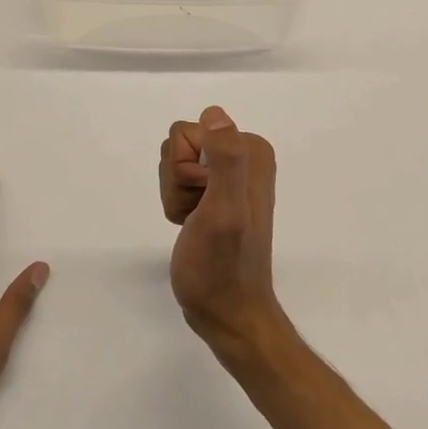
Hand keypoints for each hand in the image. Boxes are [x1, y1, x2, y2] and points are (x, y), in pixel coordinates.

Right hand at [159, 107, 283, 355]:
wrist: (227, 313)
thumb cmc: (223, 266)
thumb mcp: (224, 211)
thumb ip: (226, 160)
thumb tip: (215, 114)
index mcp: (252, 149)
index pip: (187, 131)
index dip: (184, 169)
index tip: (203, 200)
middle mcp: (244, 155)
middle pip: (179, 144)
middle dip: (178, 181)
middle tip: (199, 214)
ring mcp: (228, 174)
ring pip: (174, 162)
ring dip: (176, 195)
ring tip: (195, 222)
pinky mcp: (215, 192)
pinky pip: (178, 180)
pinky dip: (177, 204)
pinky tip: (192, 226)